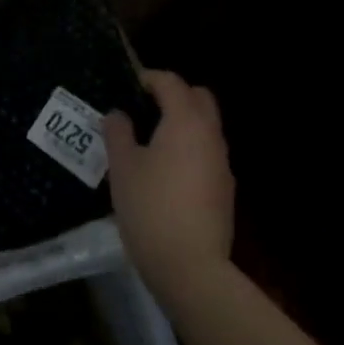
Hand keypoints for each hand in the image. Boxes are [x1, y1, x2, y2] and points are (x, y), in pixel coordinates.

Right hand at [105, 70, 234, 301]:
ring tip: (150, 141)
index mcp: (185, 122)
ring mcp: (222, 164)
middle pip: (199, 98)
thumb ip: (118, 133)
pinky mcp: (224, 190)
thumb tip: (118, 115)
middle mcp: (210, 136)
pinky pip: (207, 153)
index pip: (172, 83)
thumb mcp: (122, 167)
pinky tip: (165, 172)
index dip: (150, 78)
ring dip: (183, 123)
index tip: (130, 84)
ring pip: (206, 127)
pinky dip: (189, 149)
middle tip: (145, 108)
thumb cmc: (150, 207)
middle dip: (175, 95)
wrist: (190, 266)